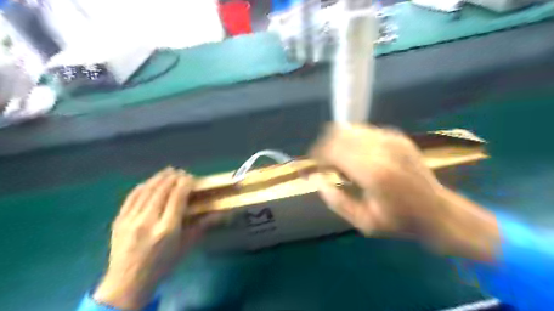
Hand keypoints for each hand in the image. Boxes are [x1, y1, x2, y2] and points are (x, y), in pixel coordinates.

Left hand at [94, 168, 208, 308]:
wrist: (127, 282)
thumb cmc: (162, 265)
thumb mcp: (185, 247)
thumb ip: (201, 226)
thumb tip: (218, 212)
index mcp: (167, 229)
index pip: (177, 197)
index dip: (185, 183)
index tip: (190, 177)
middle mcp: (148, 221)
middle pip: (162, 190)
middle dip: (173, 177)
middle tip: (181, 172)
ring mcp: (131, 220)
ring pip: (146, 190)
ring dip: (158, 178)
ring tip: (168, 171)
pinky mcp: (119, 220)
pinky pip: (131, 197)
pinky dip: (142, 186)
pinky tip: (150, 182)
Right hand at [311, 126, 497, 260]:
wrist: (438, 212)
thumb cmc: (399, 221)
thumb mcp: (363, 222)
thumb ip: (336, 200)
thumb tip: (316, 178)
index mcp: (373, 172)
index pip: (333, 149)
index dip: (318, 154)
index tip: (313, 164)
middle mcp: (382, 149)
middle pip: (340, 133)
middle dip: (326, 145)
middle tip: (324, 162)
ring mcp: (392, 139)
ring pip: (351, 128)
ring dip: (339, 141)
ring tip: (340, 159)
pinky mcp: (398, 137)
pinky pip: (365, 130)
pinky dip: (354, 140)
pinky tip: (358, 155)